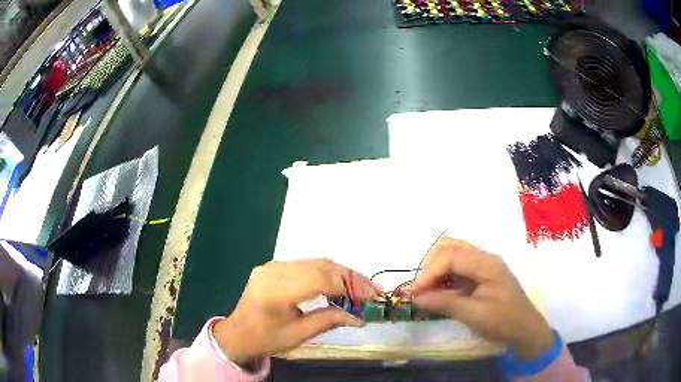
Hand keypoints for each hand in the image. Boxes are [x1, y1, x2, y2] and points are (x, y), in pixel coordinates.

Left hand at [213, 259, 379, 364]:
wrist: (237, 333)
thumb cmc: (265, 339)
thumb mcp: (298, 335)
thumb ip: (328, 321)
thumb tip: (359, 317)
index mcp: (274, 292)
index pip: (319, 279)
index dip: (349, 286)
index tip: (371, 295)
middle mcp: (273, 272)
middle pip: (320, 266)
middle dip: (351, 277)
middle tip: (373, 290)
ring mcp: (272, 266)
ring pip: (316, 262)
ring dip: (342, 273)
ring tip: (363, 287)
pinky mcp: (274, 266)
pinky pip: (307, 265)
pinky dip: (328, 273)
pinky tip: (340, 283)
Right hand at [410, 237, 553, 360]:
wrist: (525, 329)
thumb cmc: (503, 322)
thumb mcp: (475, 316)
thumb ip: (445, 304)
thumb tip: (415, 298)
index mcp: (487, 264)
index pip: (451, 256)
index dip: (429, 272)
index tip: (413, 292)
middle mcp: (485, 257)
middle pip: (450, 246)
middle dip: (429, 265)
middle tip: (418, 288)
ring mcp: (483, 264)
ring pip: (452, 253)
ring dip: (435, 268)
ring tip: (424, 289)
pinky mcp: (480, 273)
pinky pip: (457, 266)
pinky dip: (442, 275)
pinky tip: (437, 290)